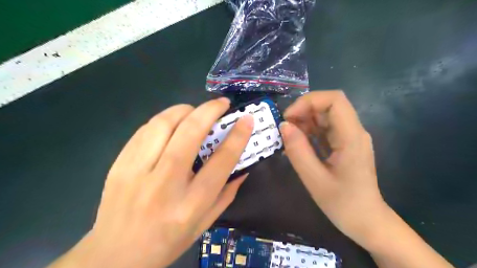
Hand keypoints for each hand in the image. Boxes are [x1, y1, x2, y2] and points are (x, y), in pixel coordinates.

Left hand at [50, 97, 255, 267]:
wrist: (115, 254)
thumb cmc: (168, 241)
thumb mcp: (205, 223)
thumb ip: (227, 193)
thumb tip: (243, 167)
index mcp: (191, 203)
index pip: (221, 161)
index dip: (237, 136)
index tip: (246, 119)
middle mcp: (165, 184)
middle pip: (190, 133)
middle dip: (210, 111)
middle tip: (222, 103)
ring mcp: (137, 171)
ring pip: (164, 124)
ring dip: (185, 110)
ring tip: (196, 111)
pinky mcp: (120, 164)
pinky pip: (145, 130)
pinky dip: (164, 120)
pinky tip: (173, 123)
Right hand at [280, 90, 387, 246]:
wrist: (366, 221)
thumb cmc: (343, 204)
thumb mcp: (314, 180)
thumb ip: (298, 151)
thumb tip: (284, 125)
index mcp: (351, 137)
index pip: (334, 100)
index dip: (308, 102)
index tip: (289, 118)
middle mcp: (354, 131)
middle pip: (328, 105)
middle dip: (303, 111)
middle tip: (285, 129)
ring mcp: (349, 137)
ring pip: (325, 116)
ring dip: (304, 121)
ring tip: (289, 138)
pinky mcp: (344, 144)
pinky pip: (324, 128)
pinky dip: (308, 131)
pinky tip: (298, 144)